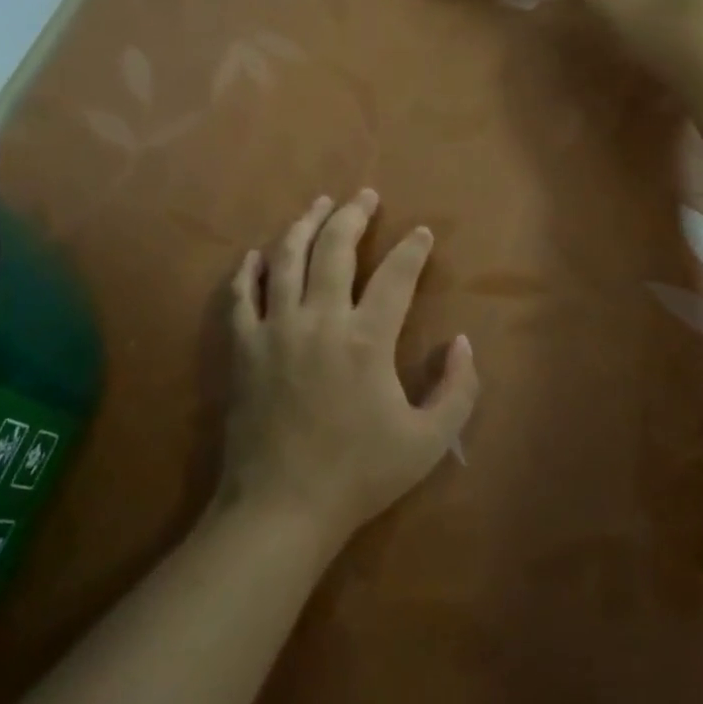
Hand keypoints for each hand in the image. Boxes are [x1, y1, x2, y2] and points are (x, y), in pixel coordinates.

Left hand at [221, 190, 477, 547]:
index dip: (412, 248)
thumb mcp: (428, 442)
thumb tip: (462, 341)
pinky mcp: (242, 346)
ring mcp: (274, 328)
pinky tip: (255, 254)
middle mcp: (319, 319)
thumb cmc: (359, 475)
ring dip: (304, 224)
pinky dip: (248, 270)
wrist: (282, 508)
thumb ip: (457, 389)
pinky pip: (240, 294)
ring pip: (286, 258)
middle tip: (364, 195)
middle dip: (353, 215)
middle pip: (335, 248)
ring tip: (318, 204)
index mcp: (366, 339)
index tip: (421, 232)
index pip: (396, 275)